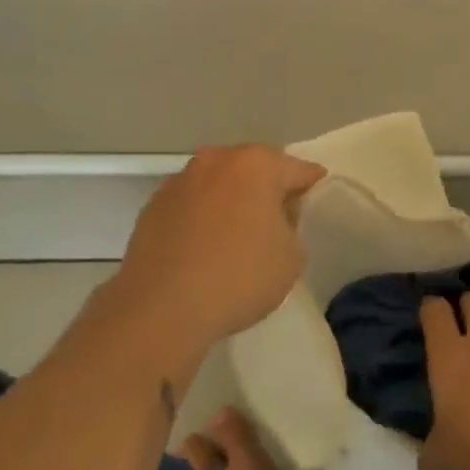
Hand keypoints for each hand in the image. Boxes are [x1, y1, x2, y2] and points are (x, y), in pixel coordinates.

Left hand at [112, 145, 323, 352]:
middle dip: (267, 189)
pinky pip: (191, 205)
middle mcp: (216, 160)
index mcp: (256, 164)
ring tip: (237, 236)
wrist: (161, 308)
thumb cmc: (239, 276)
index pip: (297, 169)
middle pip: (254, 169)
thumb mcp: (291, 257)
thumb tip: (274, 218)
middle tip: (278, 219)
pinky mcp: (153, 206)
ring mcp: (180, 181)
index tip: (317, 198)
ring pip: (218, 184)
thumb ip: (291, 226)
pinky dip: (201, 218)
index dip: (311, 184)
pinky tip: (204, 248)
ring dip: (230, 201)